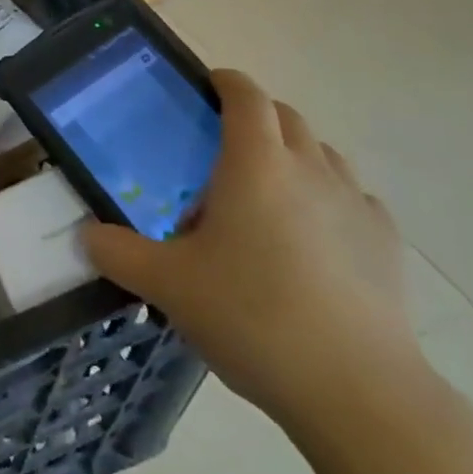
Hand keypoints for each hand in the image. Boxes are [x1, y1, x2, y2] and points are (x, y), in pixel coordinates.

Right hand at [84, 69, 422, 431]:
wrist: (358, 392)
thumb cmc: (253, 317)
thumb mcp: (168, 285)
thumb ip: (118, 253)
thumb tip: (86, 236)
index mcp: (255, 163)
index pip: (244, 94)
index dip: (223, 81)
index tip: (204, 88)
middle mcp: (309, 168)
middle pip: (285, 116)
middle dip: (254, 118)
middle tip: (221, 151)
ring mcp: (355, 203)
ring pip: (322, 153)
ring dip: (293, 157)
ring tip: (266, 198)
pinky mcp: (386, 242)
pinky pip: (353, 198)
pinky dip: (329, 200)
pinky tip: (313, 242)